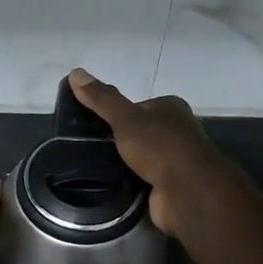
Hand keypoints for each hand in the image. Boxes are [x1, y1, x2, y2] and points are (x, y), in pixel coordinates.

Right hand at [66, 68, 225, 236]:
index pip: (138, 107)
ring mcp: (175, 160)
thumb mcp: (125, 118)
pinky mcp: (170, 186)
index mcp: (171, 108)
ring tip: (94, 167)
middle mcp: (177, 131)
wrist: (186, 190)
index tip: (93, 125)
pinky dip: (130, 183)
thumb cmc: (159, 146)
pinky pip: (144, 180)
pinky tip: (110, 186)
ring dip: (123, 163)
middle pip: (140, 132)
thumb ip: (102, 99)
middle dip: (119, 140)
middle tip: (90, 148)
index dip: (117, 114)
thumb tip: (76, 73)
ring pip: (142, 158)